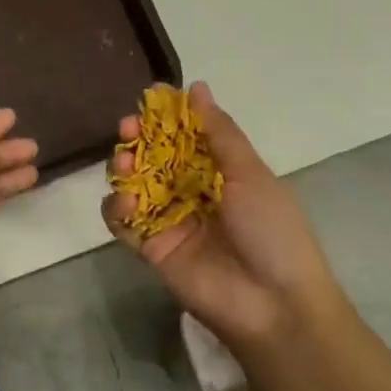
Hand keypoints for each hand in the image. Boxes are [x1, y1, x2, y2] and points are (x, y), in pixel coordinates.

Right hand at [102, 81, 345, 355]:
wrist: (273, 303)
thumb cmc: (271, 230)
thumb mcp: (251, 174)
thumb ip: (220, 132)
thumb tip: (197, 87)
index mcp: (221, 172)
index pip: (185, 136)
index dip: (166, 118)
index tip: (149, 98)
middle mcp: (192, 192)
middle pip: (155, 157)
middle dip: (138, 139)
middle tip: (126, 128)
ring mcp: (170, 220)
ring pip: (135, 186)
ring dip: (124, 169)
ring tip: (123, 165)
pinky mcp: (152, 248)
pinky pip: (125, 223)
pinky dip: (117, 209)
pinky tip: (124, 203)